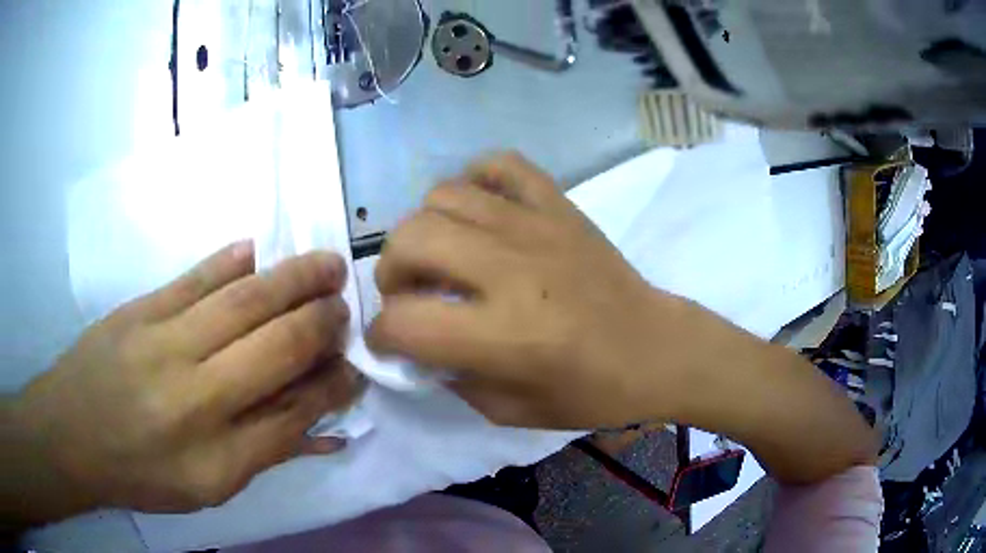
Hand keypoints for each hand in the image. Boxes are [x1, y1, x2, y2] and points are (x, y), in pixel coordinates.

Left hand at [4, 244, 362, 525]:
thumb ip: (264, 454)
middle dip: (321, 323)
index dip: (331, 388)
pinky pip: (192, 279)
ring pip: (241, 302)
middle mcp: (194, 394)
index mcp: (216, 454)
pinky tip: (254, 249)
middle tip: (345, 305)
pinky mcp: (139, 309)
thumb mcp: (207, 489)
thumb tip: (320, 428)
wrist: (71, 434)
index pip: (293, 413)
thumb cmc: (140, 474)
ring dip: (292, 280)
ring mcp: (163, 341)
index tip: (353, 370)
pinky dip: (228, 261)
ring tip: (325, 265)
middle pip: (275, 347)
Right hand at [369, 153, 876, 485]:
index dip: (382, 336)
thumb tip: (418, 346)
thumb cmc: (591, 391)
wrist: (654, 347)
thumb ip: (452, 379)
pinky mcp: (557, 203)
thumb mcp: (510, 411)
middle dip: (390, 272)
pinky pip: (499, 165)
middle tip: (409, 293)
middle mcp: (511, 269)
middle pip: (410, 240)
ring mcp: (536, 225)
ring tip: (441, 254)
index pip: (404, 322)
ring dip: (424, 228)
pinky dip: (475, 180)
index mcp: (503, 334)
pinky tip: (479, 211)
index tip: (390, 341)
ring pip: (442, 195)